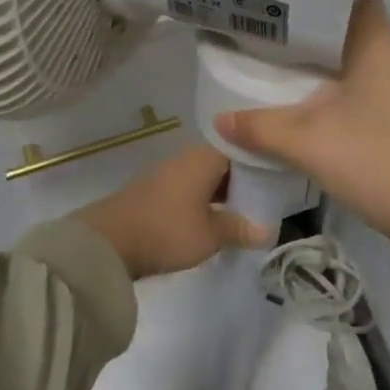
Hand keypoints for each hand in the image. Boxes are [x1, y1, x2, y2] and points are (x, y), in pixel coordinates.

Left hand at [75, 143, 274, 280]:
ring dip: (225, 191)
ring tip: (248, 210)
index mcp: (205, 157)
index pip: (243, 147)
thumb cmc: (167, 230)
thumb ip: (240, 228)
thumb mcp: (210, 234)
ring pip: (208, 177)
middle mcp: (188, 157)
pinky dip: (207, 199)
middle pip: (225, 162)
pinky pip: (192, 189)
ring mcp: (170, 174)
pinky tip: (216, 217)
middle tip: (271, 197)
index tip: (282, 174)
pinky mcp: (156, 192)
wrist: (107, 243)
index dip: (263, 159)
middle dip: (246, 179)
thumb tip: (269, 230)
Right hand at [214, 0, 389, 274]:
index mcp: (380, 44)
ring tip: (283, 63)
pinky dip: (341, 87)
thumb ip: (260, 127)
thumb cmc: (372, 158)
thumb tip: (219, 121)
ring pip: (360, 60)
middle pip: (352, 29)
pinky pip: (368, 85)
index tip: (283, 1)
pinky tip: (312, 102)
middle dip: (313, 32)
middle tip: (270, 33)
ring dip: (327, 62)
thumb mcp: (307, 141)